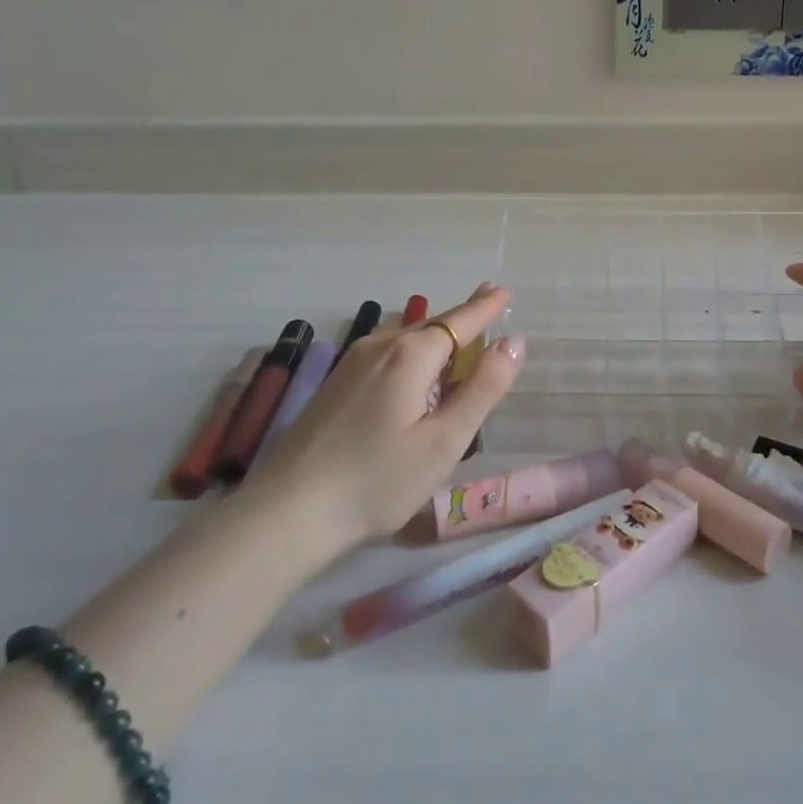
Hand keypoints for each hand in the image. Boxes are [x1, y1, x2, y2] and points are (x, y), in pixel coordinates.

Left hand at [248, 285, 524, 545]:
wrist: (288, 512)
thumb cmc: (378, 480)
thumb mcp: (444, 440)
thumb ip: (483, 389)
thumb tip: (514, 342)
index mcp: (410, 356)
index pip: (460, 321)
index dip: (485, 307)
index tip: (503, 291)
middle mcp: (380, 347)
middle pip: (432, 326)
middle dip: (462, 319)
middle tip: (487, 305)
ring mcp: (351, 364)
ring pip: (406, 340)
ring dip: (436, 339)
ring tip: (459, 342)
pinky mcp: (335, 385)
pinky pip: (386, 356)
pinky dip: (412, 356)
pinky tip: (414, 377)